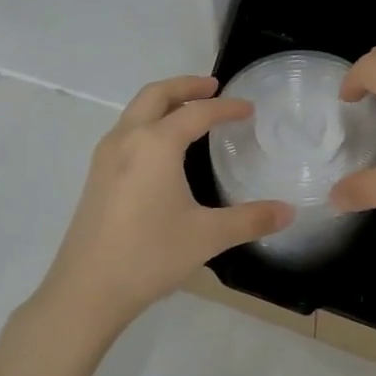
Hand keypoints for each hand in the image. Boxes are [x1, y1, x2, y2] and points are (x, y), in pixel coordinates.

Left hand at [33, 75, 291, 339]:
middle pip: (156, 95)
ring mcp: (105, 157)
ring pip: (135, 111)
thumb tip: (288, 212)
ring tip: (189, 112)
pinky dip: (148, 122)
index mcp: (155, 145)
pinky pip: (125, 132)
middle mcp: (127, 139)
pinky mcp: (96, 177)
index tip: (249, 108)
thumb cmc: (150, 255)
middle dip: (186, 86)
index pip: (196, 113)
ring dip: (163, 102)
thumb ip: (250, 220)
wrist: (86, 290)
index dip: (226, 108)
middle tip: (213, 87)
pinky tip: (162, 150)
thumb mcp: (207, 236)